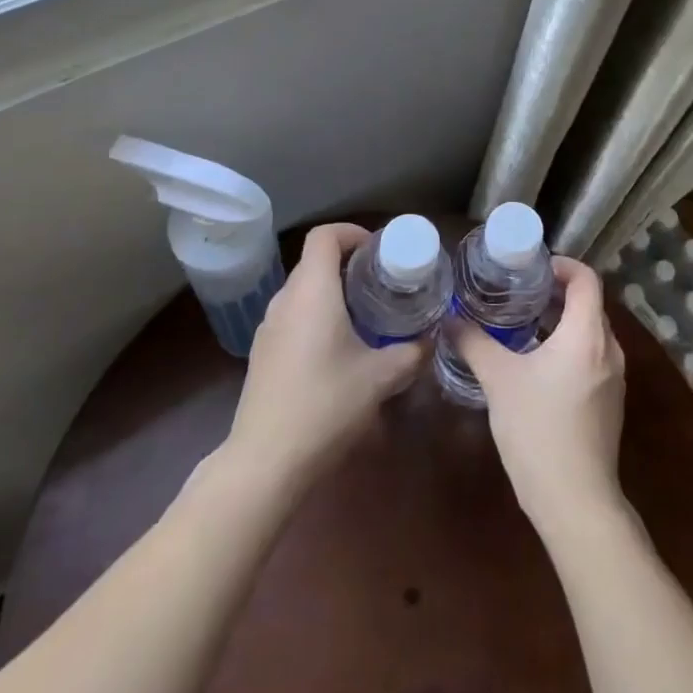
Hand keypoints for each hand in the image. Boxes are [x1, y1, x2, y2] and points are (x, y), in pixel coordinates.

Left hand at [224, 223, 425, 492]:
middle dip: (347, 264)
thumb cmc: (326, 405)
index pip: (324, 236)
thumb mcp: (380, 378)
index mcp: (312, 291)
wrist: (265, 461)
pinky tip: (336, 350)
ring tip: (363, 315)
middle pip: (313, 261)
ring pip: (302, 291)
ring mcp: (268, 327)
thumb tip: (430, 340)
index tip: (378, 250)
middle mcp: (285, 299)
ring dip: (330, 291)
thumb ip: (410, 353)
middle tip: (380, 283)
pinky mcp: (262, 353)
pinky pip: (292, 317)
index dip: (351, 232)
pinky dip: (315, 316)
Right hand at [453, 255, 627, 544]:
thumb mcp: (498, 380)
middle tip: (519, 291)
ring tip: (523, 323)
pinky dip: (569, 346)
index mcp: (587, 334)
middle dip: (557, 292)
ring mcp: (614, 378)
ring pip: (590, 332)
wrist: (576, 503)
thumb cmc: (538, 430)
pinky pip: (592, 356)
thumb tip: (449, 318)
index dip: (562, 265)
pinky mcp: (610, 403)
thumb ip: (473, 342)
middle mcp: (609, 350)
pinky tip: (537, 364)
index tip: (532, 268)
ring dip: (562, 321)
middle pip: (589, 303)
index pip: (586, 279)